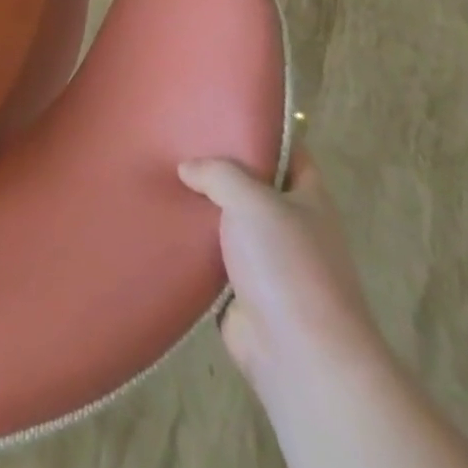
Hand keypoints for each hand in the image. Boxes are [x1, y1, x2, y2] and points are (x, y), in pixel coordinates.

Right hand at [178, 149, 382, 395]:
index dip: (263, 132)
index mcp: (309, 200)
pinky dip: (189, 243)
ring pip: (227, 221)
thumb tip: (188, 169)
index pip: (290, 153)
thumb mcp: (253, 200)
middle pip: (252, 185)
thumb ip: (218, 173)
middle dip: (218, 167)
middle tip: (175, 140)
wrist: (301, 355)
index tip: (223, 112)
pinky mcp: (242, 290)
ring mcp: (268, 261)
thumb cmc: (289, 266)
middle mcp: (291, 226)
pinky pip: (210, 255)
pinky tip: (159, 222)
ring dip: (199, 206)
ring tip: (158, 176)